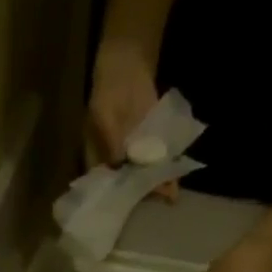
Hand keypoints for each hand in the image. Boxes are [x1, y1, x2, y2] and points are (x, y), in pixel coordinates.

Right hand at [87, 40, 177, 199]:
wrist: (128, 63)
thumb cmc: (108, 90)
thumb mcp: (104, 114)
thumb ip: (111, 140)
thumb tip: (120, 164)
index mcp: (96, 157)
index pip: (103, 184)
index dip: (113, 197)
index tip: (125, 207)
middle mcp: (114, 161)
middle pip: (126, 184)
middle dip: (140, 194)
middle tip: (154, 201)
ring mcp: (134, 153)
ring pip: (144, 175)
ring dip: (156, 184)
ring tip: (170, 195)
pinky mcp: (151, 144)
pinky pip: (158, 161)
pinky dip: (166, 170)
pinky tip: (175, 180)